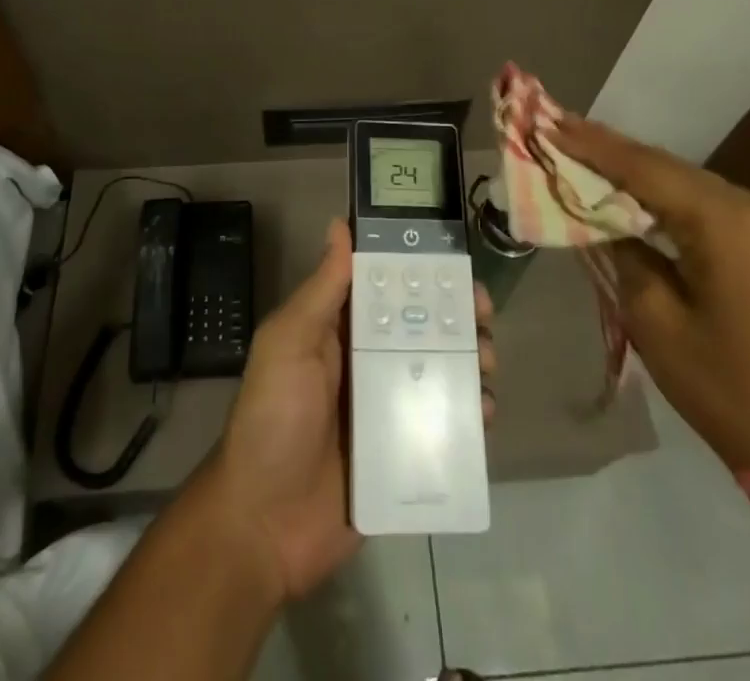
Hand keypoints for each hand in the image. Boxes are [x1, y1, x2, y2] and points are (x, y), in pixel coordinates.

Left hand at [210, 219, 497, 600]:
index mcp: (341, 330)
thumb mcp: (289, 342)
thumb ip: (321, 289)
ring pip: (441, 372)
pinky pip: (446, 426)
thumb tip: (339, 224)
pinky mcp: (405, 454)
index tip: (455, 264)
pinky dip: (470, 414)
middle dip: (457, 316)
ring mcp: (389, 409)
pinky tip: (483, 411)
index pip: (388, 288)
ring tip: (486, 362)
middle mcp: (368, 362)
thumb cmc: (274, 419)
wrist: (263, 526)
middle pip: (423, 327)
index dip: (422, 272)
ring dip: (470, 360)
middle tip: (482, 315)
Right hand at [548, 115, 749, 471]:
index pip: (646, 169)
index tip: (550, 122)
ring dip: (640, 171)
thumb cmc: (723, 390)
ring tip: (587, 151)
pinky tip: (637, 189)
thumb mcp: (652, 318)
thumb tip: (599, 212)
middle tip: (560, 129)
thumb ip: (622, 250)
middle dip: (613, 151)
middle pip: (671, 168)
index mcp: (729, 224)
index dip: (593, 145)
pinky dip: (671, 194)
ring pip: (691, 181)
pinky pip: (713, 202)